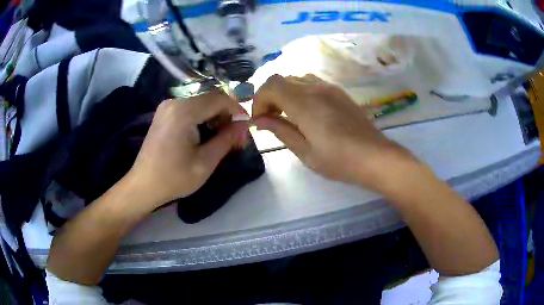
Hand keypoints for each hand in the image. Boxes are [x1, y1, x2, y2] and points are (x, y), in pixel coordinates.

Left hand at [126, 90, 248, 208]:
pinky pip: (190, 107)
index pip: (219, 98)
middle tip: (235, 136)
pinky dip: (202, 117)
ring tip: (222, 137)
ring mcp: (167, 106)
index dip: (236, 109)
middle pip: (210, 98)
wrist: (143, 185)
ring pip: (201, 102)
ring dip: (215, 116)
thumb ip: (227, 139)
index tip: (245, 126)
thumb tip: (244, 124)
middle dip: (226, 114)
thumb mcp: (205, 162)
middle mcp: (174, 102)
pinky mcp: (164, 113)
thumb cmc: (174, 178)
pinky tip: (205, 134)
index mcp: (184, 111)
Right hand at [252, 75, 412, 189]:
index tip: (260, 120)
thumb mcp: (305, 152)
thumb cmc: (339, 160)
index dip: (259, 100)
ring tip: (287, 114)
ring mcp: (329, 87)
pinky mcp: (339, 92)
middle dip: (269, 96)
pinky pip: (311, 82)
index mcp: (305, 103)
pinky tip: (306, 111)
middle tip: (270, 119)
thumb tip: (260, 120)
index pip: (271, 86)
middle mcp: (315, 88)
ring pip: (296, 79)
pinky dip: (299, 91)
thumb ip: (281, 131)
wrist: (375, 157)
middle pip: (281, 79)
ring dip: (284, 93)